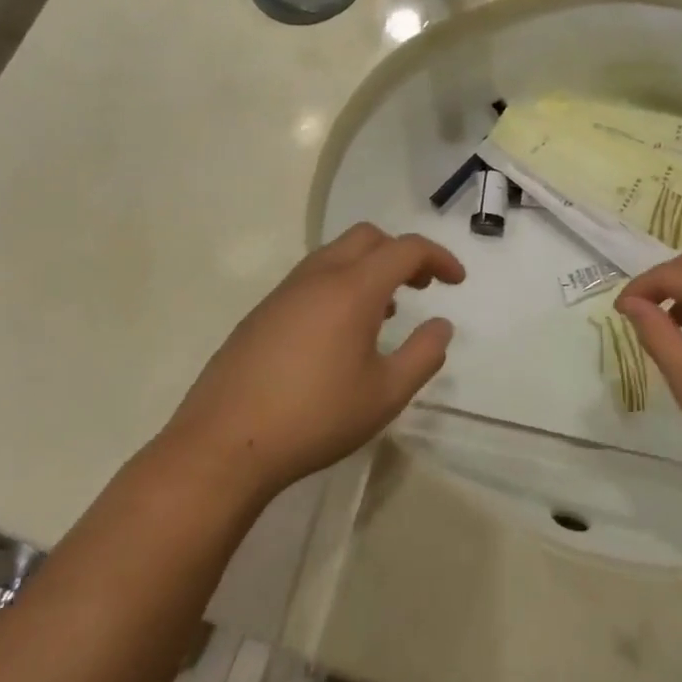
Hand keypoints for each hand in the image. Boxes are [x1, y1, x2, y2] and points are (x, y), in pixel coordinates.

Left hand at [161, 224, 464, 503]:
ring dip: (370, 267)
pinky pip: (312, 278)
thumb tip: (441, 325)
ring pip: (336, 254)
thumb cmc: (315, 417)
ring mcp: (284, 292)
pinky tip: (341, 331)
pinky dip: (341, 284)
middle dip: (402, 252)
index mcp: (353, 288)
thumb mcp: (385, 394)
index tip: (457, 281)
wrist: (224, 444)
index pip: (406, 249)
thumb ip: (423, 355)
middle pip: (368, 238)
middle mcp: (318, 277)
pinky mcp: (262, 313)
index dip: (439, 257)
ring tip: (387, 310)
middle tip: (423, 285)